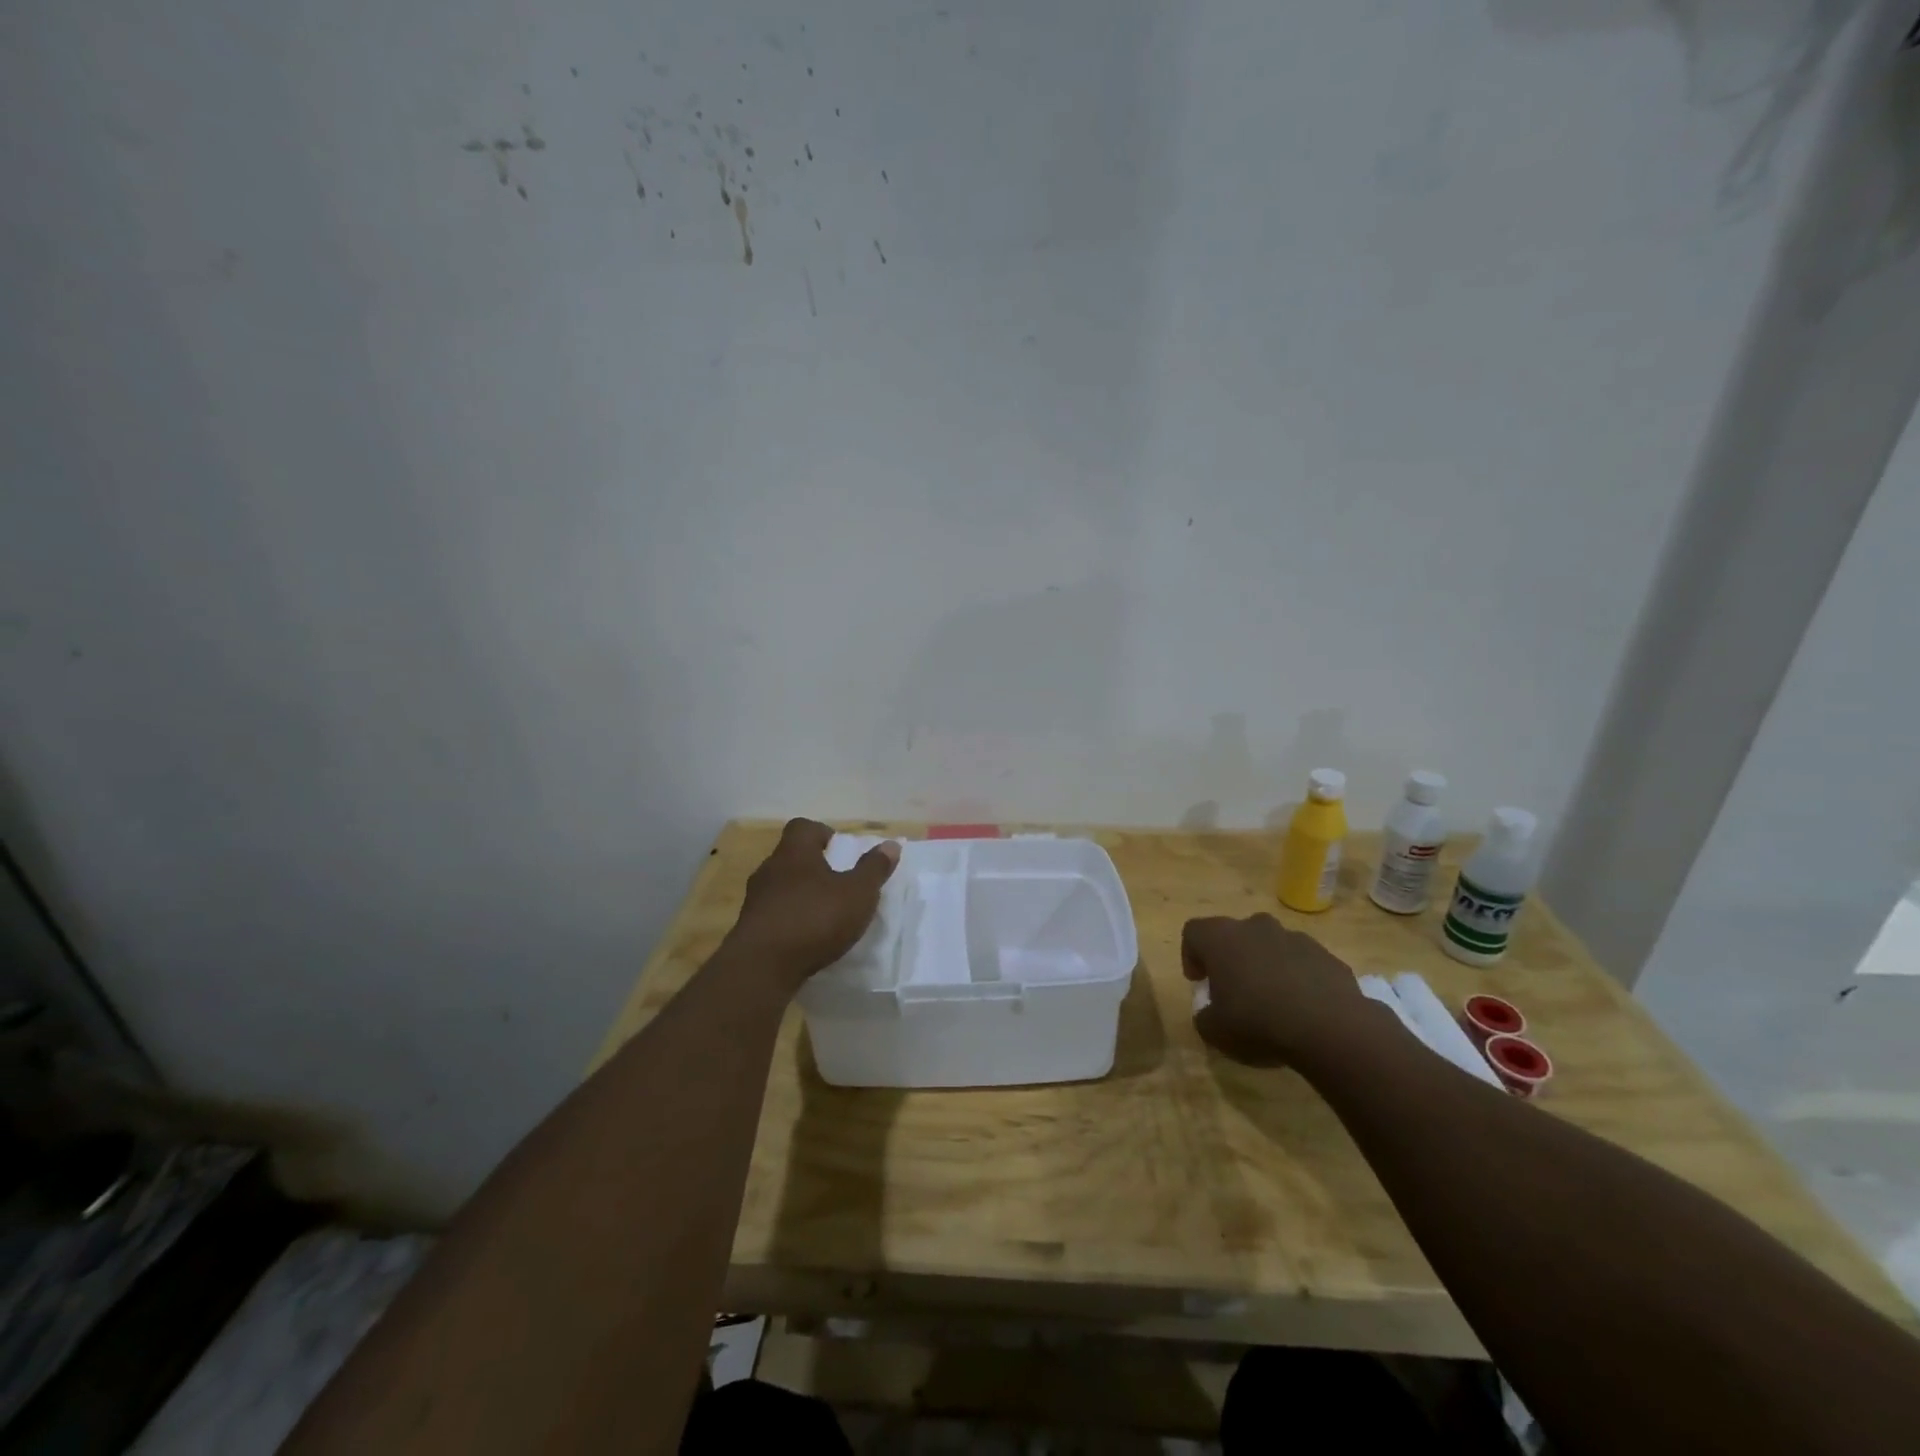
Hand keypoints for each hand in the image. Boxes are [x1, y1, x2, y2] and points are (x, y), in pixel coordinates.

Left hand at [725, 819, 900, 991]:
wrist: (761, 968)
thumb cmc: (814, 919)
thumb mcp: (857, 894)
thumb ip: (874, 869)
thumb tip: (891, 845)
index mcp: (795, 853)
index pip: (803, 827)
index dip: (822, 833)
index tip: (839, 849)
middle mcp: (770, 869)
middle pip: (791, 857)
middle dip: (813, 866)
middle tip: (837, 882)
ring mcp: (755, 900)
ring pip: (780, 887)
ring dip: (800, 895)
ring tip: (823, 913)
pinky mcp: (749, 929)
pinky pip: (773, 914)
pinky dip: (789, 919)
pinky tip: (805, 938)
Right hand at [1182, 914, 1373, 1066]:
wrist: (1330, 1028)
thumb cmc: (1259, 1022)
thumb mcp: (1216, 1031)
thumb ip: (1205, 1018)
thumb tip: (1209, 1014)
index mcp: (1221, 938)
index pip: (1194, 932)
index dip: (1191, 955)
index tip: (1199, 982)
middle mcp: (1255, 927)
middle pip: (1234, 935)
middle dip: (1232, 959)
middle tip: (1234, 991)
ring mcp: (1294, 937)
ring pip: (1270, 946)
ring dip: (1266, 966)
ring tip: (1273, 1002)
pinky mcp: (1326, 955)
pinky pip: (1302, 962)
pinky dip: (1297, 978)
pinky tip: (1303, 1009)